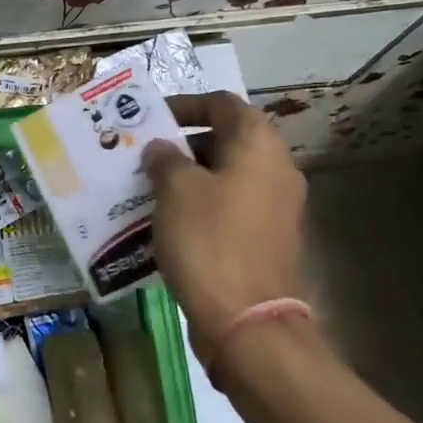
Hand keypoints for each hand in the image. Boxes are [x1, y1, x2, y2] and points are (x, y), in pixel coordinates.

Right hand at [142, 91, 308, 357]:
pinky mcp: (268, 238)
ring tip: (149, 186)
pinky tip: (169, 220)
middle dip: (184, 143)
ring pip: (227, 175)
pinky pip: (231, 206)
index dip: (186, 105)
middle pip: (227, 139)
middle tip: (145, 154)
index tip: (152, 118)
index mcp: (258, 145)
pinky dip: (202, 204)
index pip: (222, 104)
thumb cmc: (209, 240)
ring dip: (190, 176)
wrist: (246, 318)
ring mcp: (276, 206)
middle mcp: (276, 168)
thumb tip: (162, 148)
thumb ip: (165, 158)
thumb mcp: (175, 190)